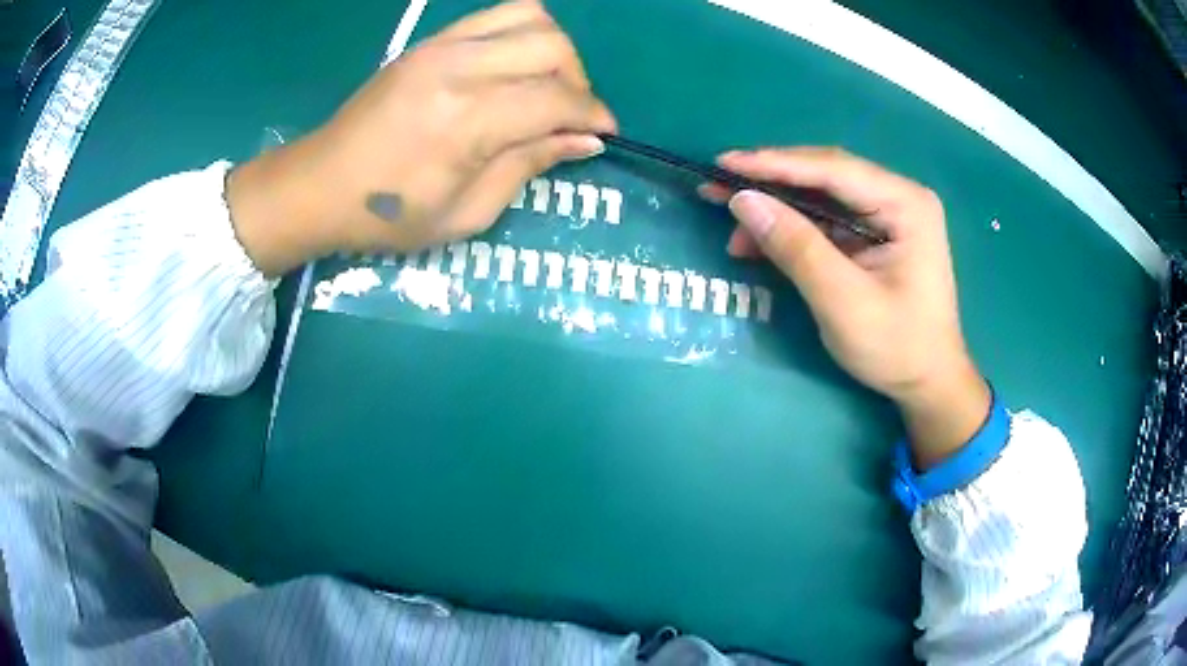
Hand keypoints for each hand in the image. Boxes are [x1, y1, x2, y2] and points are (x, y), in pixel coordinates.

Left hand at [227, 0, 616, 275]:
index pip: (556, 100)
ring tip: (545, 86)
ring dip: (553, 49)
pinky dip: (521, 34)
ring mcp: (441, 46)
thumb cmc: (389, 215)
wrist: (319, 185)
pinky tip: (514, 68)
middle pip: (552, 46)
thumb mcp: (466, 213)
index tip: (604, 134)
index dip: (592, 116)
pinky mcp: (429, 41)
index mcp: (467, 120)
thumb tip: (583, 141)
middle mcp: (459, 68)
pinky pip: (495, 16)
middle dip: (579, 81)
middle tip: (569, 116)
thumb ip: (528, 166)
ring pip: (530, 16)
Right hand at [707, 148, 990, 468]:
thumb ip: (796, 247)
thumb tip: (742, 200)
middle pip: (824, 176)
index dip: (775, 163)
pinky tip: (760, 245)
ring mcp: (887, 215)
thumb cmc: (897, 346)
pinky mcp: (874, 235)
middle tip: (716, 187)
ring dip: (777, 211)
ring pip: (820, 198)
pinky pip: (826, 222)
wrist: (928, 384)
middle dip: (771, 184)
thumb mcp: (843, 300)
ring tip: (734, 231)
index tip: (723, 163)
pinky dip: (792, 232)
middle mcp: (898, 197)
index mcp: (905, 203)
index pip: (832, 168)